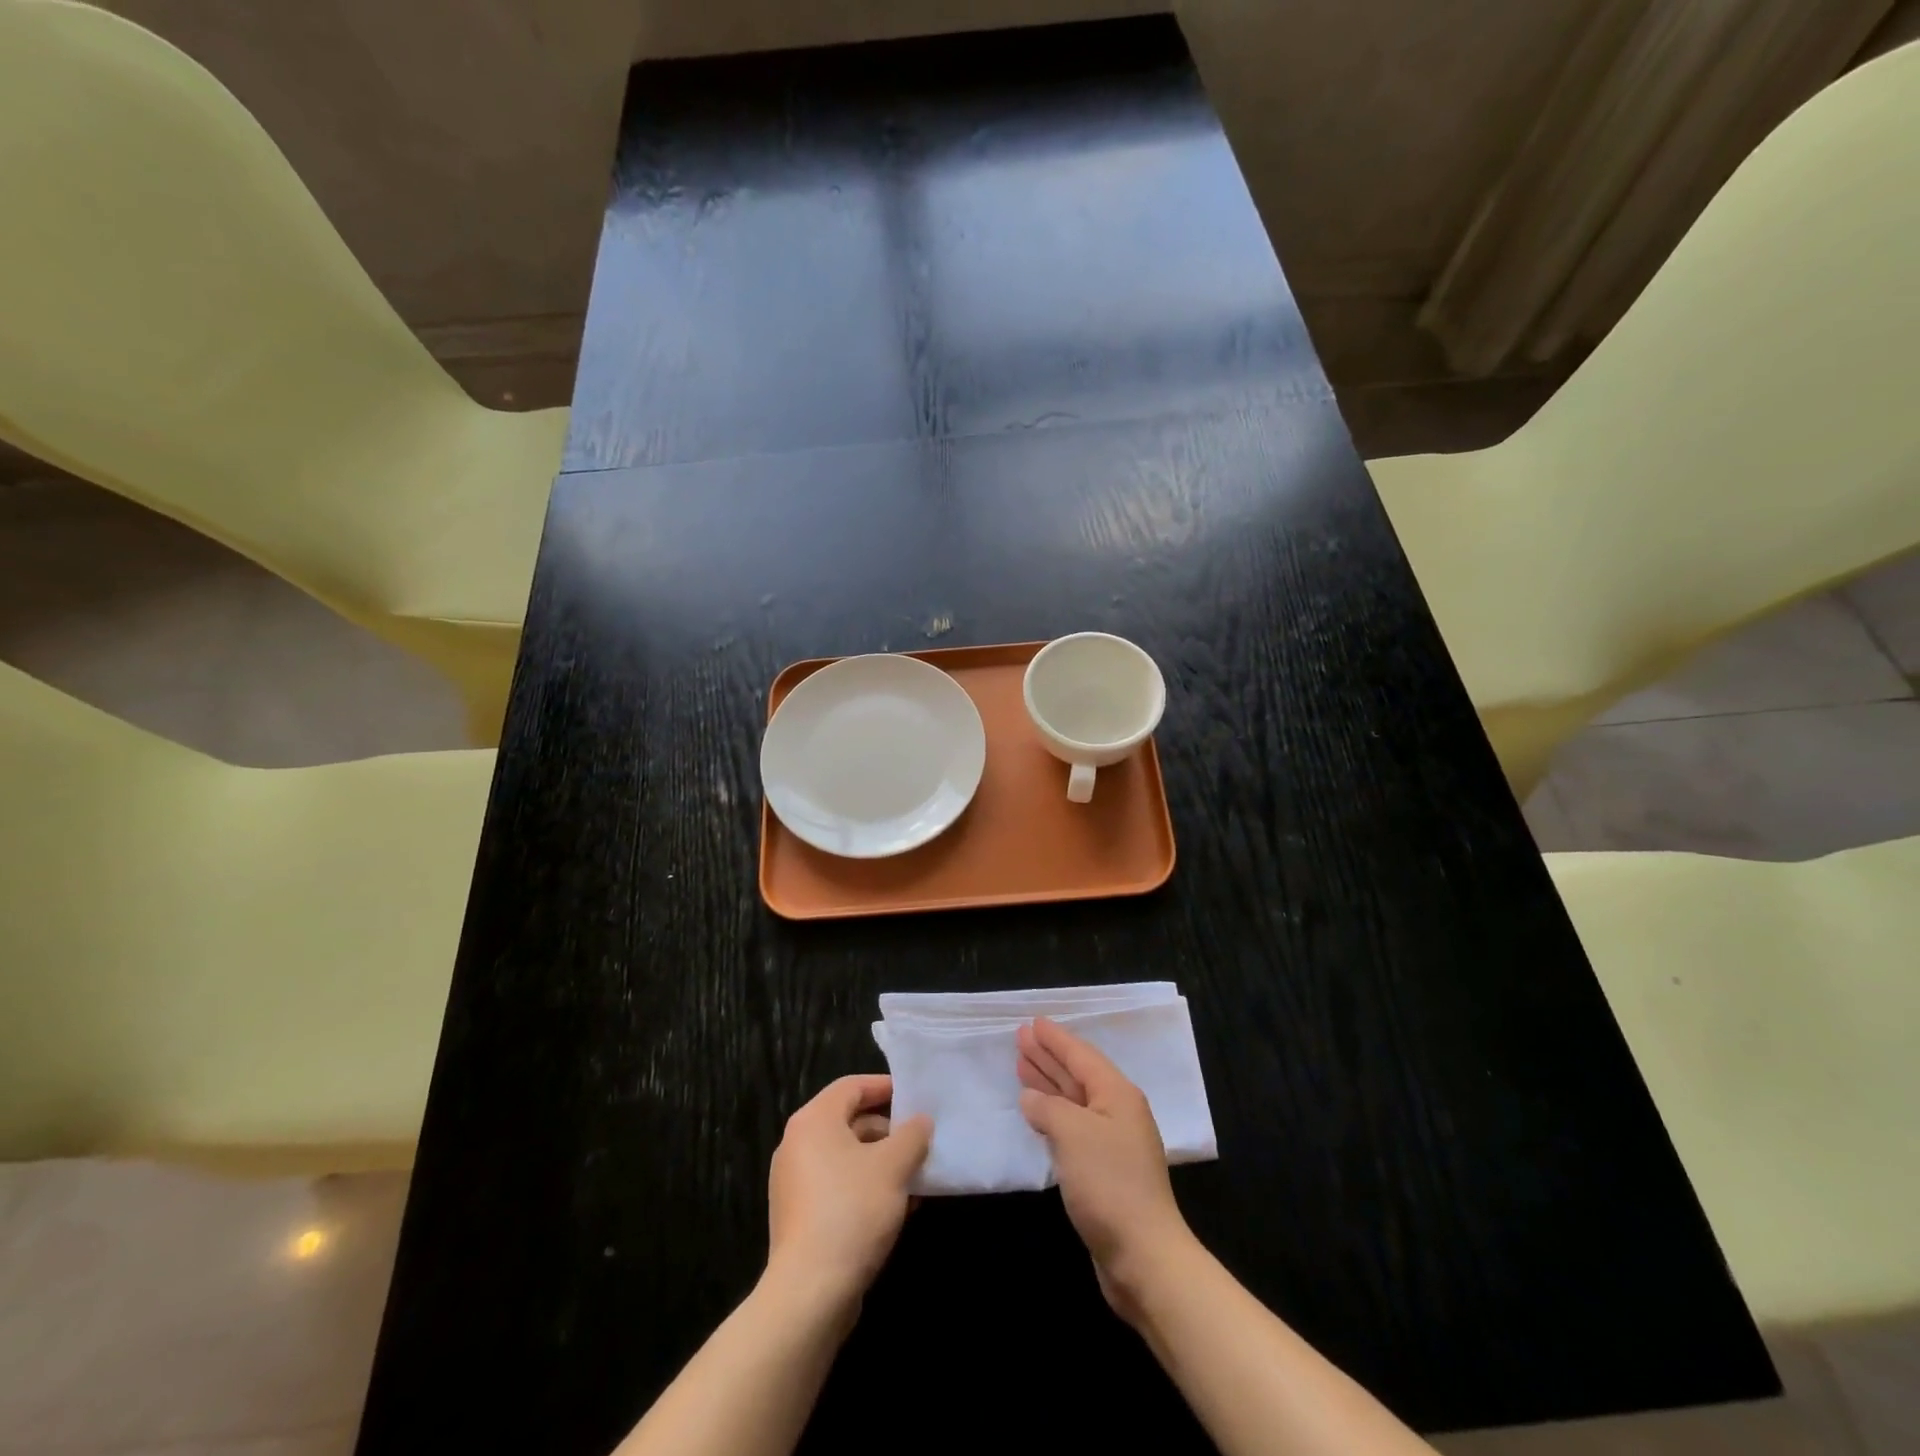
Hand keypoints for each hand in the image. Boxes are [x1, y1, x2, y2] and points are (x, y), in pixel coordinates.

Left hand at [766, 1075, 931, 1310]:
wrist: (810, 1293)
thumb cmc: (852, 1210)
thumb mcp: (893, 1166)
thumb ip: (912, 1135)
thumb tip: (920, 1122)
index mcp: (813, 1121)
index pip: (851, 1086)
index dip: (884, 1087)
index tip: (914, 1097)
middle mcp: (797, 1145)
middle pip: (849, 1122)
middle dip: (888, 1131)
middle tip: (920, 1141)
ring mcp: (794, 1183)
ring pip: (846, 1158)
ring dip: (881, 1163)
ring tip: (916, 1178)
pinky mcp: (799, 1217)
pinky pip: (838, 1187)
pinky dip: (866, 1187)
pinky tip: (897, 1208)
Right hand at [1017, 1017, 1195, 1320]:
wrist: (1144, 1256)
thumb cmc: (1109, 1184)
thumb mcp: (1073, 1134)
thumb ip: (1048, 1107)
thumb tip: (1031, 1098)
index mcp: (1117, 1094)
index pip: (1080, 1055)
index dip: (1055, 1039)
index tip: (1033, 1022)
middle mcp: (1117, 1112)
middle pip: (1077, 1075)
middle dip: (1049, 1056)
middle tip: (1020, 1038)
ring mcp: (1112, 1142)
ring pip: (1074, 1101)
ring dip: (1048, 1083)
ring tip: (1022, 1066)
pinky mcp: (1104, 1171)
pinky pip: (1073, 1127)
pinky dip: (1053, 1114)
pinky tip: (1037, 1111)